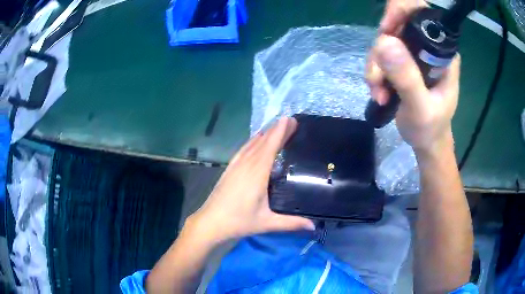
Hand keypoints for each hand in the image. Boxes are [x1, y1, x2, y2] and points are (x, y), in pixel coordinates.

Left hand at [188, 117, 314, 243]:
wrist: (210, 222)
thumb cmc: (239, 221)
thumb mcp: (267, 223)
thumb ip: (291, 223)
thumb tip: (313, 227)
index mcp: (257, 174)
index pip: (270, 147)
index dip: (280, 132)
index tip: (289, 119)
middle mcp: (246, 165)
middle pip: (262, 142)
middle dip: (276, 130)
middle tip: (289, 121)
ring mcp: (235, 166)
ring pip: (252, 144)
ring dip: (264, 134)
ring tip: (276, 127)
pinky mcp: (229, 169)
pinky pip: (243, 150)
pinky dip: (252, 142)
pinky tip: (254, 141)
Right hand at [366, 0, 460, 152]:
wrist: (427, 142)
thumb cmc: (430, 129)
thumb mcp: (420, 109)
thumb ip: (407, 78)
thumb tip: (385, 41)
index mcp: (442, 53)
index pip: (420, 13)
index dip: (400, 12)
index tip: (386, 31)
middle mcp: (428, 47)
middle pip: (397, 25)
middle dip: (382, 48)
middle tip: (378, 77)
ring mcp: (414, 54)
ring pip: (385, 41)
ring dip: (376, 66)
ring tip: (379, 92)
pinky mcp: (404, 62)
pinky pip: (381, 55)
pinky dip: (375, 72)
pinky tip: (379, 91)